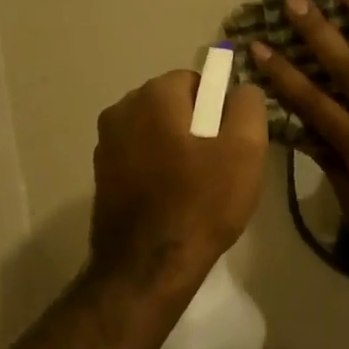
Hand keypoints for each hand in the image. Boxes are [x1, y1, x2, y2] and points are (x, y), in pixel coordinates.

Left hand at [89, 70, 268, 293]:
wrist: (147, 268)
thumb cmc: (201, 203)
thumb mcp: (245, 150)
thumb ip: (248, 106)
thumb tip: (241, 90)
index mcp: (152, 96)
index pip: (195, 80)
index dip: (219, 108)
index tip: (229, 142)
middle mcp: (121, 109)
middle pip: (172, 104)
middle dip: (196, 126)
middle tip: (218, 165)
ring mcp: (105, 143)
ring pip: (155, 131)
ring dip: (176, 147)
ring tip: (196, 186)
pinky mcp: (101, 174)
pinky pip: (139, 156)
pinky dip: (157, 167)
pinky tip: (172, 198)